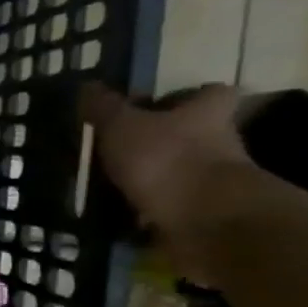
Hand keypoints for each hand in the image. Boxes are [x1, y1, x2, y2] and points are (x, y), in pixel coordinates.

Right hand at [81, 82, 257, 278]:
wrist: (205, 222)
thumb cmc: (166, 159)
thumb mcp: (122, 125)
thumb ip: (104, 107)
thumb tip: (87, 85)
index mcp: (208, 112)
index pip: (208, 93)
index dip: (182, 97)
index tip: (151, 107)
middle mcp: (220, 142)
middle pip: (191, 134)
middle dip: (158, 142)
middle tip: (117, 150)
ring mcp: (214, 182)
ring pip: (178, 172)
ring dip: (150, 179)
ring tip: (108, 187)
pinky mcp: (203, 215)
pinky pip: (169, 208)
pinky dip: (146, 212)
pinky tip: (117, 217)